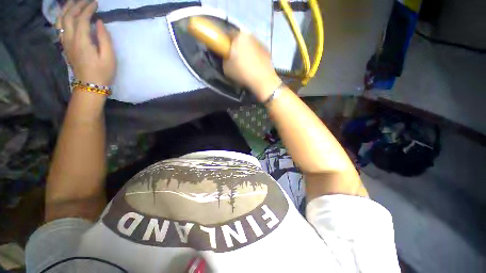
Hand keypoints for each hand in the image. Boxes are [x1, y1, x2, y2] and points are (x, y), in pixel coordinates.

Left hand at [57, 0, 115, 85]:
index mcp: (81, 41)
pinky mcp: (65, 46)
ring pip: (61, 20)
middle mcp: (70, 39)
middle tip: (86, 0)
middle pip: (68, 16)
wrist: (90, 86)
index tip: (95, 3)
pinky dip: (62, 17)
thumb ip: (104, 39)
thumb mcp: (109, 57)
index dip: (88, 9)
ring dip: (66, 9)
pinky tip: (66, 14)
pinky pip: (59, 27)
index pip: (81, 19)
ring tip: (74, 2)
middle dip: (76, 5)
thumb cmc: (103, 72)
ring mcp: (65, 42)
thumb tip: (99, 23)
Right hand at [223, 32, 280, 101]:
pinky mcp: (268, 51)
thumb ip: (225, 59)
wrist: (263, 80)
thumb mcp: (226, 68)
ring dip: (248, 52)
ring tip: (247, 65)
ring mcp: (261, 42)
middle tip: (236, 60)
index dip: (226, 43)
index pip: (228, 34)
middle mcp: (250, 35)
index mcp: (238, 36)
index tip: (225, 52)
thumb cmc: (242, 73)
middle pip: (241, 40)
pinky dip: (256, 57)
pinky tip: (255, 68)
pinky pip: (258, 52)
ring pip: (250, 45)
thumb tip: (227, 58)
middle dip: (238, 47)